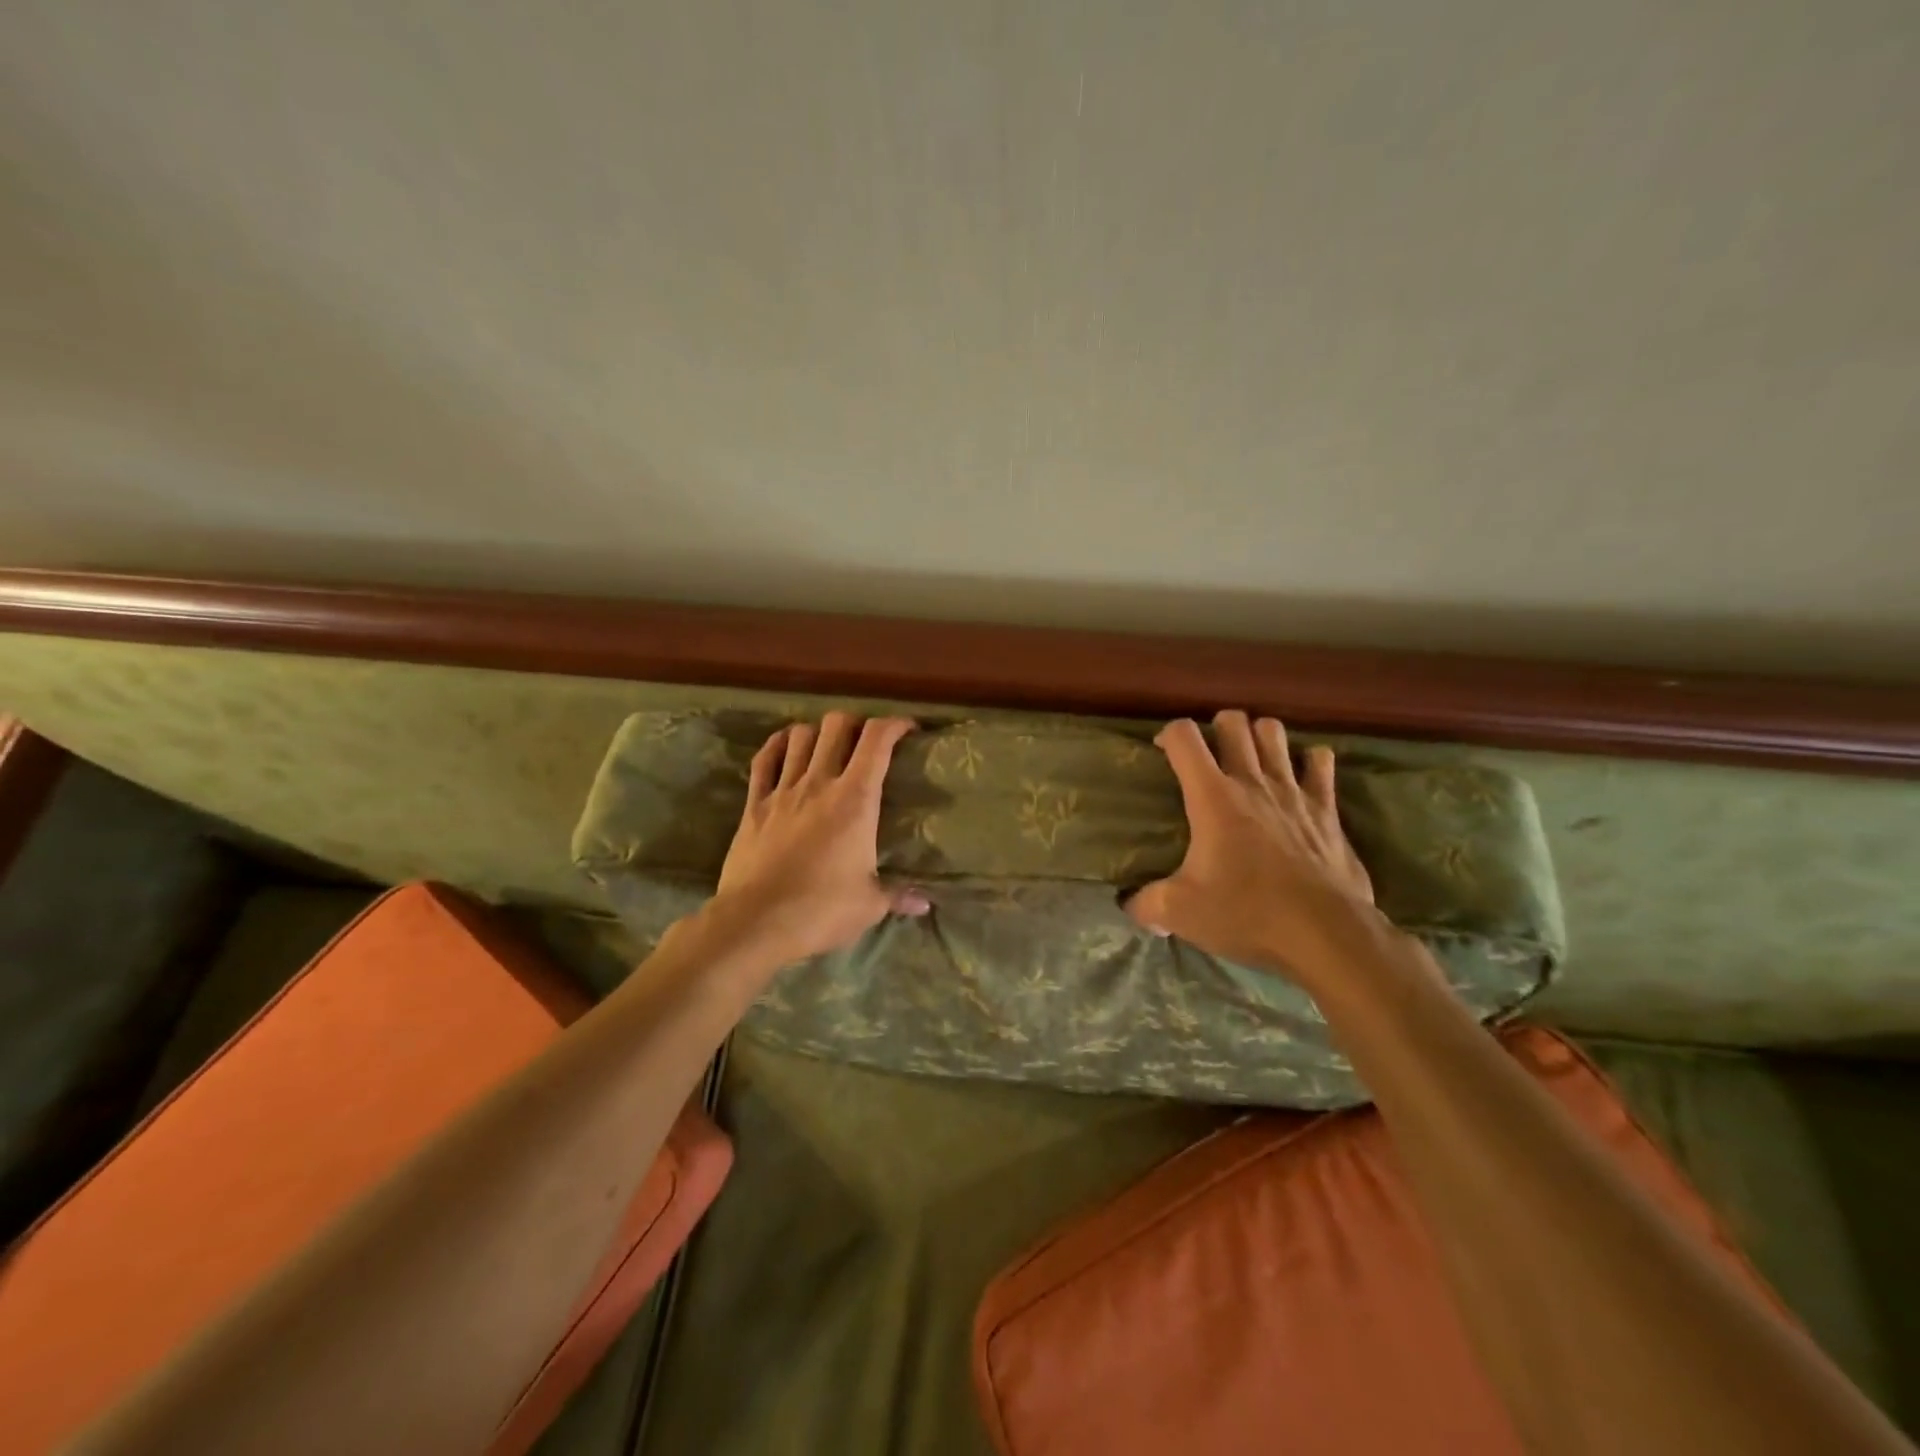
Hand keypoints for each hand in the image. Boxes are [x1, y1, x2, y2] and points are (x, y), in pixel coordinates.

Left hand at [709, 712, 927, 964]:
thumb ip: (898, 896)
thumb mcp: (869, 905)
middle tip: (866, 741)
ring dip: (818, 732)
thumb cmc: (821, 910)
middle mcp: (820, 782)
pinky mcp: (754, 804)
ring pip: (800, 736)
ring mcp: (783, 790)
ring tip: (828, 745)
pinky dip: (777, 745)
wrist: (755, 922)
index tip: (908, 730)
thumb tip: (925, 904)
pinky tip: (785, 746)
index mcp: (856, 799)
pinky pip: (763, 760)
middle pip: (837, 725)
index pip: (878, 740)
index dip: (895, 724)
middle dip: (856, 723)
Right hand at [1126, 710, 1375, 986]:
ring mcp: (1294, 791)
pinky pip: (1321, 762)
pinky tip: (1300, 774)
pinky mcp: (1327, 809)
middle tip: (1209, 754)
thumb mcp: (1181, 913)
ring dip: (1259, 736)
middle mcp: (1252, 782)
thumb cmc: (1247, 913)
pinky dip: (1308, 760)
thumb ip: (1147, 904)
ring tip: (1250, 757)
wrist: (1325, 935)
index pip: (1184, 736)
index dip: (1169, 734)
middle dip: (1217, 727)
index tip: (1162, 753)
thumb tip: (1129, 905)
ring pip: (1275, 732)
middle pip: (1234, 722)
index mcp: (1212, 797)